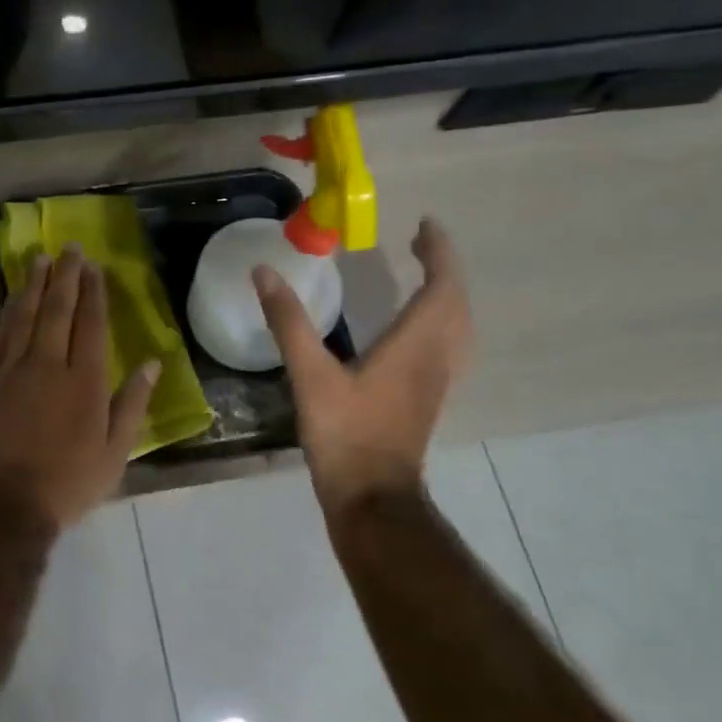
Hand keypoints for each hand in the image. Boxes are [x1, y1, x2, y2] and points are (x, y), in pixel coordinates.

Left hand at [0, 246, 160, 529]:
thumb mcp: (115, 453)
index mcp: (85, 381)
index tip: (94, 267)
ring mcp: (12, 369)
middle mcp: (48, 365)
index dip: (93, 293)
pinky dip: (7, 313)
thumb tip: (153, 364)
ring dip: (33, 285)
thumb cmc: (68, 482)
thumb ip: (133, 404)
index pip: (91, 324)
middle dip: (65, 276)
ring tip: (39, 259)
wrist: (3, 503)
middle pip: (57, 310)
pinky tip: (12, 299)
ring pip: (24, 316)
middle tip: (69, 248)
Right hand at [254, 219, 473, 515]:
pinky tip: (417, 329)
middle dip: (443, 268)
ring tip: (423, 277)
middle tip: (419, 244)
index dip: (439, 252)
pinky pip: (449, 346)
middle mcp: (436, 357)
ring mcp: (437, 381)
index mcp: (415, 344)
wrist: (372, 496)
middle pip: (456, 304)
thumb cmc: (346, 432)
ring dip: (446, 295)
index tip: (425, 225)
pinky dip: (441, 322)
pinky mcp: (428, 398)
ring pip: (458, 327)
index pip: (442, 287)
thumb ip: (289, 322)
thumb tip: (264, 272)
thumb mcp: (311, 374)